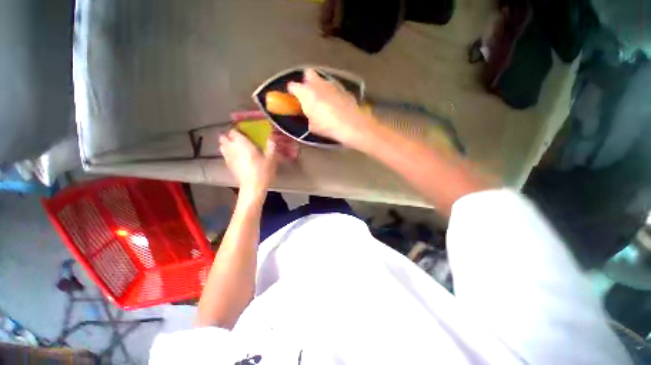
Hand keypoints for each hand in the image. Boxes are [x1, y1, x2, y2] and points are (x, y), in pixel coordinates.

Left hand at [219, 129, 278, 201]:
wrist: (253, 187)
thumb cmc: (263, 171)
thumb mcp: (271, 159)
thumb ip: (271, 147)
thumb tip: (271, 137)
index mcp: (243, 144)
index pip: (234, 132)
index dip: (237, 130)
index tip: (243, 132)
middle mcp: (233, 149)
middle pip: (224, 138)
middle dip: (228, 137)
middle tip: (238, 139)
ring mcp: (229, 158)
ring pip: (222, 147)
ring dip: (226, 145)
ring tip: (235, 147)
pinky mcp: (229, 166)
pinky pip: (225, 155)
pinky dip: (228, 153)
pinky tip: (236, 157)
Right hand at [288, 69, 372, 146]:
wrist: (351, 125)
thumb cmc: (327, 126)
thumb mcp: (313, 126)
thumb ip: (309, 117)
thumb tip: (311, 116)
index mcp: (306, 92)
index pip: (292, 86)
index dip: (292, 91)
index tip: (294, 97)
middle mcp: (318, 84)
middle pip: (308, 73)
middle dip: (307, 81)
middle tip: (310, 94)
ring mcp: (333, 84)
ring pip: (323, 80)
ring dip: (322, 88)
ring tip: (325, 102)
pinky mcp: (344, 89)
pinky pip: (335, 89)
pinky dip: (333, 94)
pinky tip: (337, 105)